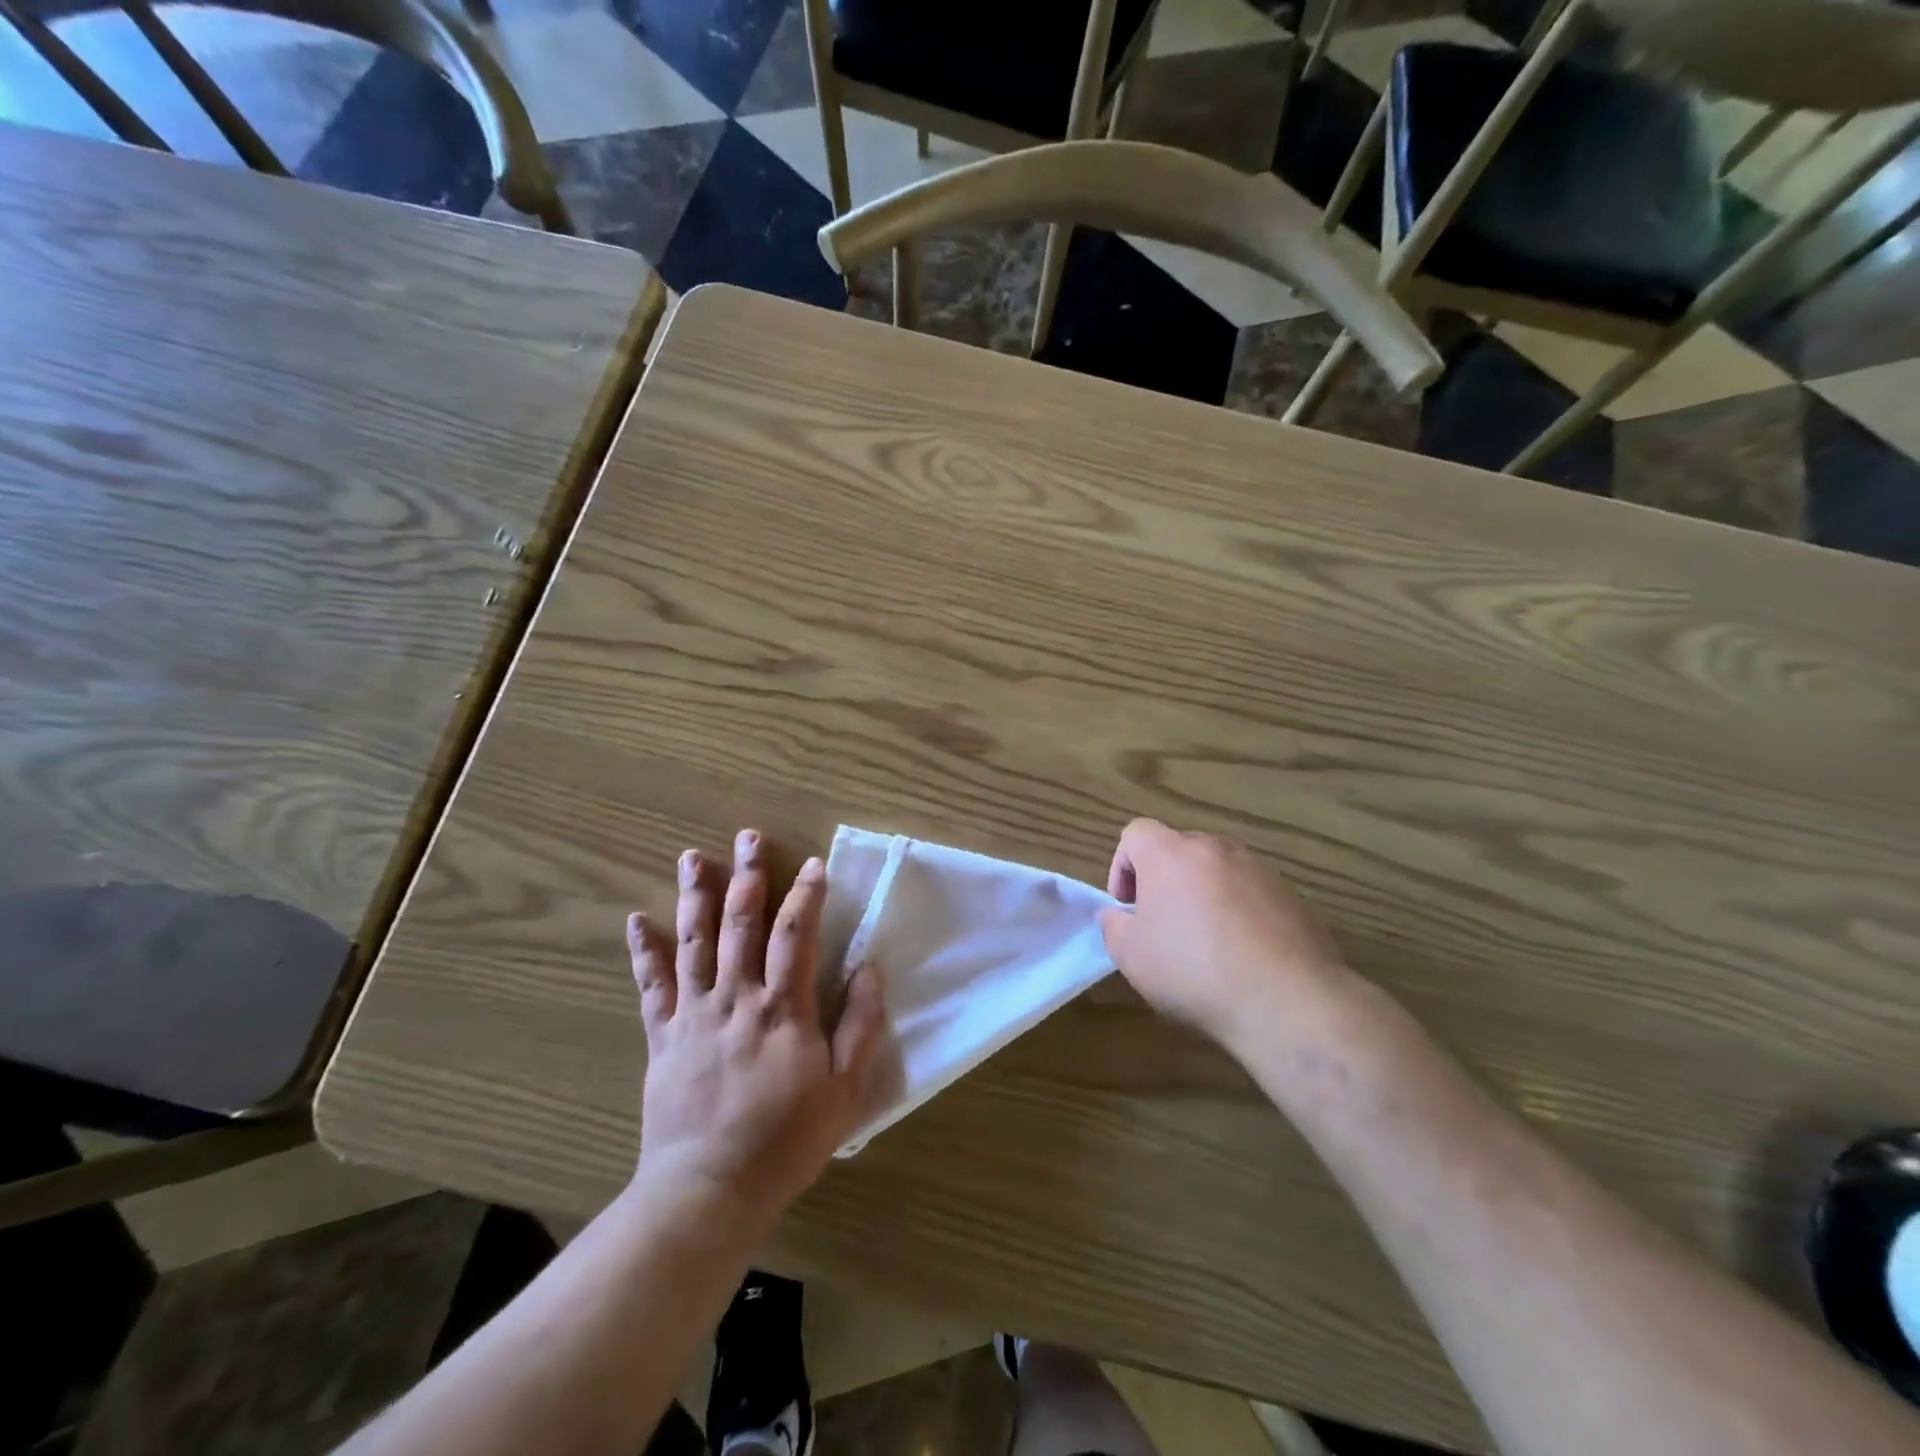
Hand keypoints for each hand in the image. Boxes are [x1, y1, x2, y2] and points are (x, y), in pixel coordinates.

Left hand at [627, 830, 884, 1228]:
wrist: (708, 1190)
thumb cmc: (785, 1140)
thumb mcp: (845, 1090)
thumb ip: (860, 1025)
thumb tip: (867, 967)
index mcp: (782, 1008)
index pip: (796, 934)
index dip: (807, 895)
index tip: (814, 864)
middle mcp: (736, 998)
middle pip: (742, 923)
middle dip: (749, 876)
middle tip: (749, 836)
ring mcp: (694, 1014)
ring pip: (694, 942)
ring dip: (695, 897)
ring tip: (693, 858)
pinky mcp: (663, 1037)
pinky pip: (651, 986)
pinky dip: (643, 952)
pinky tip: (635, 920)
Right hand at [1098, 819, 1352, 1051]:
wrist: (1286, 1000)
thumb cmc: (1193, 970)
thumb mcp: (1131, 957)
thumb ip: (1114, 927)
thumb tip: (1118, 917)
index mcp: (1170, 854)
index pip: (1136, 833)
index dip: (1122, 866)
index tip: (1128, 907)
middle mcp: (1215, 849)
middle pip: (1179, 849)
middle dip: (1164, 881)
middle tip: (1162, 925)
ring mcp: (1258, 870)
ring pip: (1217, 871)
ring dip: (1203, 895)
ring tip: (1206, 943)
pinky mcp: (1291, 896)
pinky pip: (1251, 894)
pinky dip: (1239, 913)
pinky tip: (1243, 956)